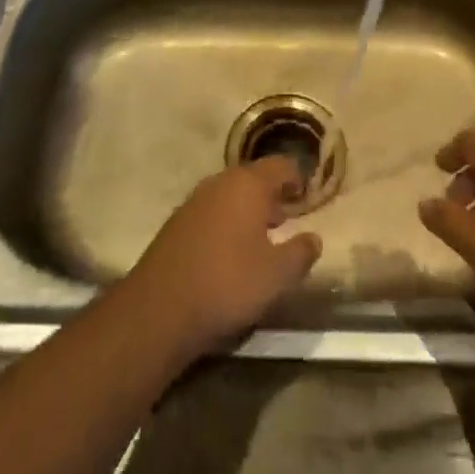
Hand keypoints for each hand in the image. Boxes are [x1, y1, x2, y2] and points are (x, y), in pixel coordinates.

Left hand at [123, 157, 322, 359]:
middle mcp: (220, 182)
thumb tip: (314, 238)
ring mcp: (194, 200)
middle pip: (253, 178)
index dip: (296, 179)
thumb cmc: (228, 283)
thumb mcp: (276, 275)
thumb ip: (301, 253)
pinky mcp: (177, 222)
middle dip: (271, 195)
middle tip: (286, 218)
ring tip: (261, 238)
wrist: (160, 307)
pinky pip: (211, 211)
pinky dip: (226, 222)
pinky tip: (230, 251)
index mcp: (248, 184)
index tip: (306, 196)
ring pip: (230, 194)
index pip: (280, 166)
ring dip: (247, 210)